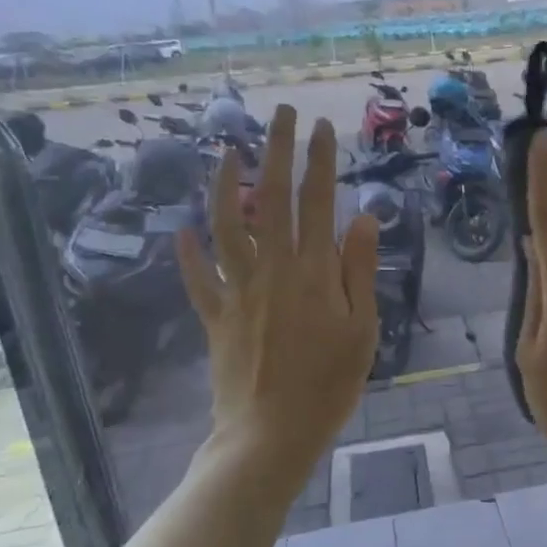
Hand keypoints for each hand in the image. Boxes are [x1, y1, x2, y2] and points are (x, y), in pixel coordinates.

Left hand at [178, 107, 378, 476]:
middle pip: (274, 198)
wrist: (270, 433)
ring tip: (227, 151)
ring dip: (227, 185)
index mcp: (315, 273)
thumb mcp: (362, 330)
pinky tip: (183, 230)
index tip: (322, 126)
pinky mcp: (216, 315)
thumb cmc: (328, 384)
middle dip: (277, 150)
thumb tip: (362, 218)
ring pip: (228, 225)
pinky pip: (199, 277)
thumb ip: (358, 271)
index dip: (320, 160)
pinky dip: (189, 252)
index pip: (319, 202)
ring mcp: (239, 290)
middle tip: (281, 113)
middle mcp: (274, 269)